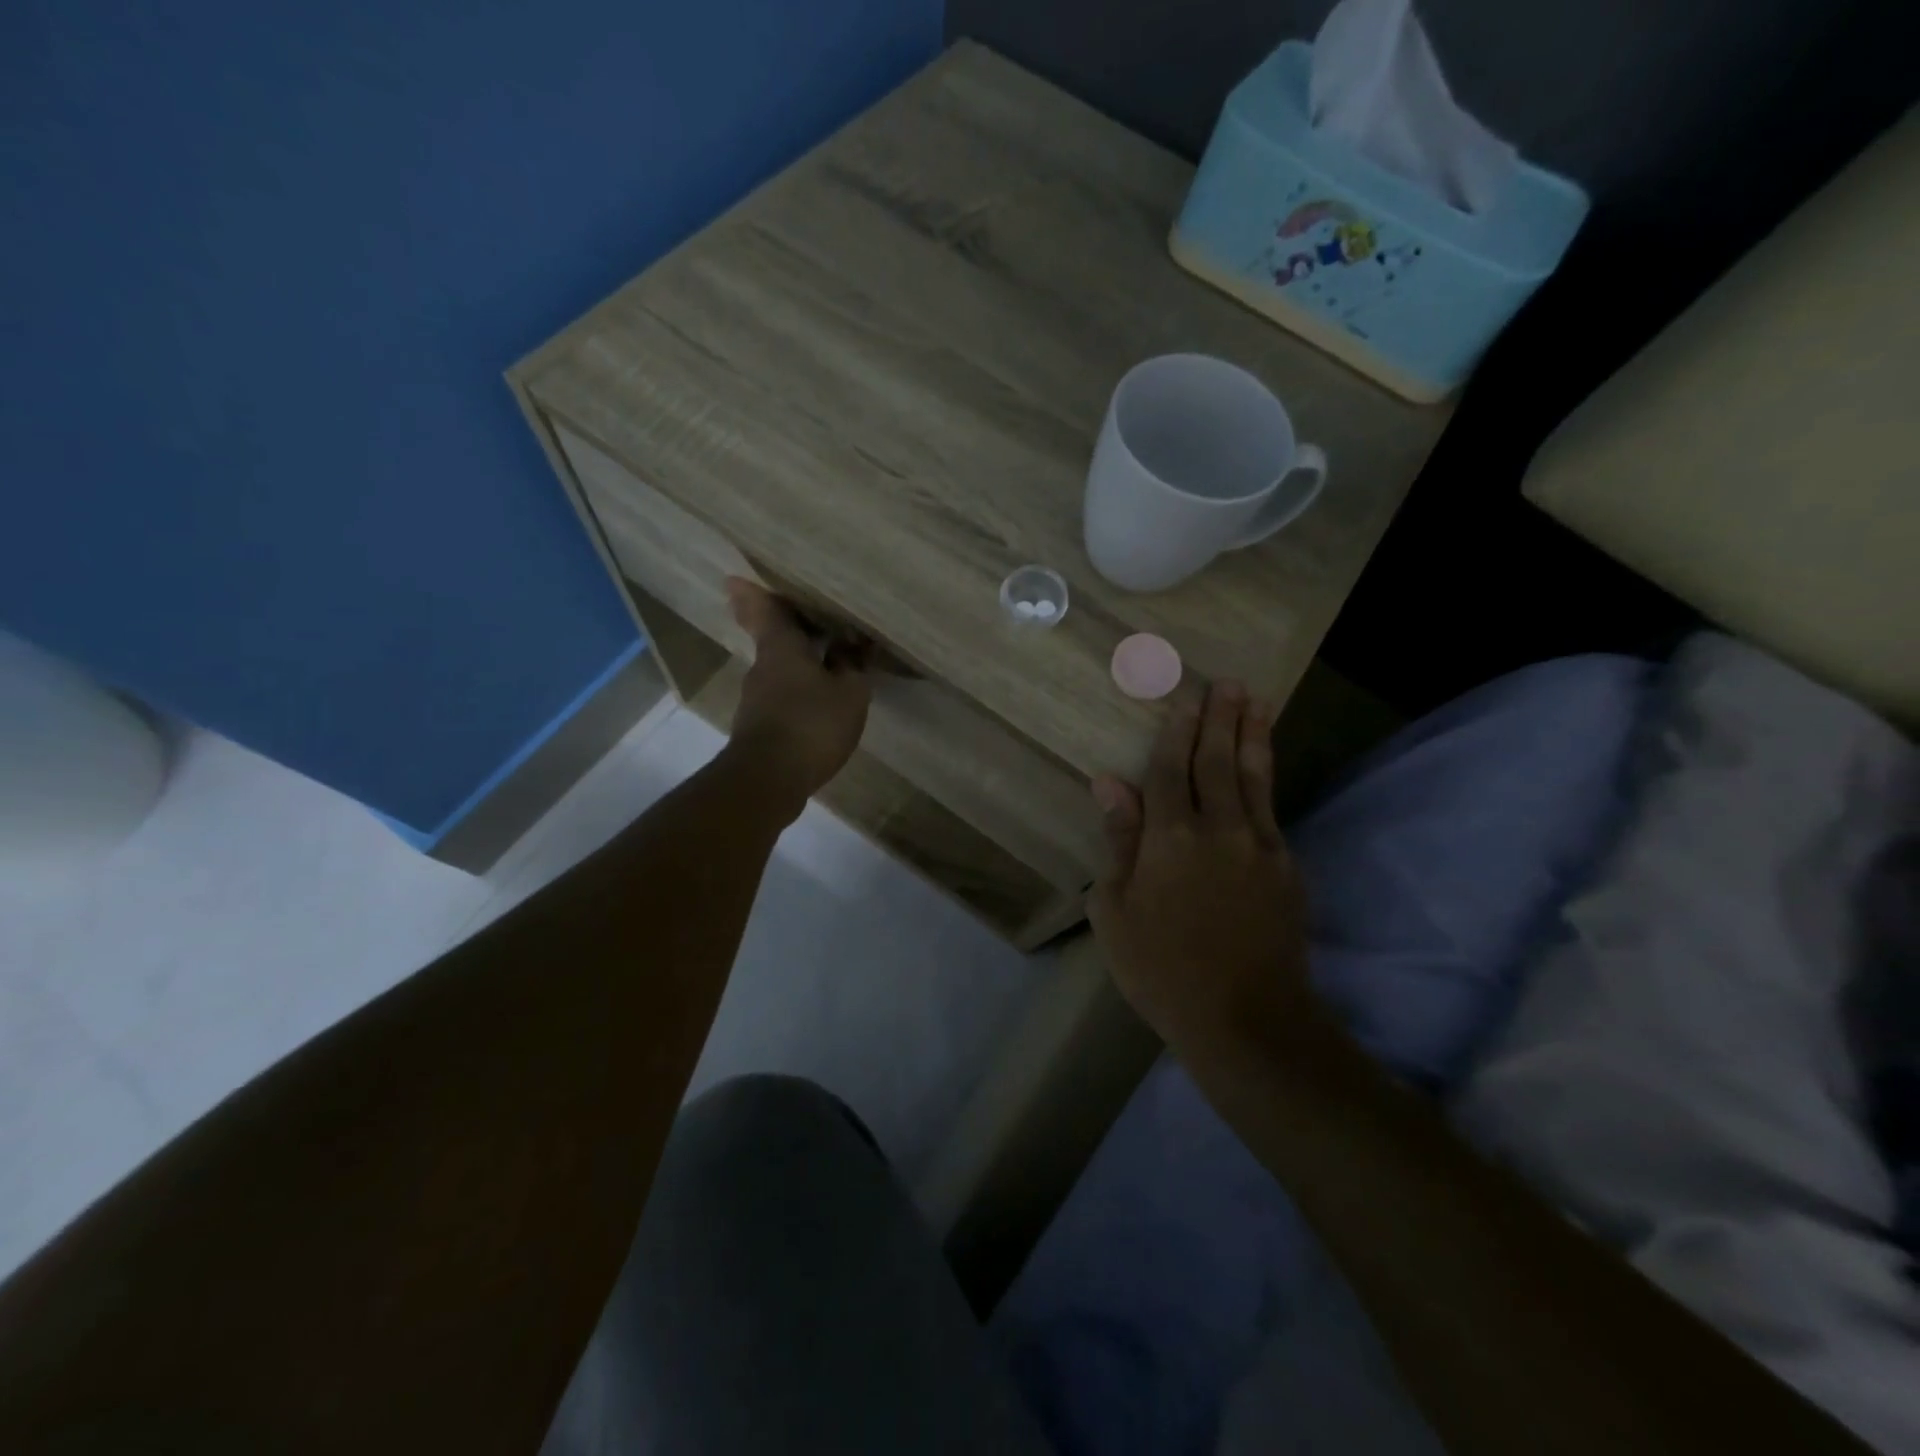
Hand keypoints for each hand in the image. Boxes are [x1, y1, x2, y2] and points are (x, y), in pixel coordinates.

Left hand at [722, 578, 871, 818]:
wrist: (769, 779)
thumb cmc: (811, 724)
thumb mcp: (849, 694)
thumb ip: (852, 668)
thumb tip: (851, 649)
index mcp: (781, 648)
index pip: (767, 611)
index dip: (755, 594)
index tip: (736, 579)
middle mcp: (763, 668)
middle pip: (773, 640)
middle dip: (786, 630)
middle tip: (804, 621)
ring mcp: (757, 700)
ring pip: (778, 671)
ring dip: (798, 666)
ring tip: (826, 666)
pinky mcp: (760, 728)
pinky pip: (782, 698)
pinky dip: (798, 693)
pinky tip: (819, 705)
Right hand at [1089, 681, 1312, 1053]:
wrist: (1245, 1018)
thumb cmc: (1160, 967)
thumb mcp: (1115, 910)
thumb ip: (1119, 840)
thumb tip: (1109, 783)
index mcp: (1169, 837)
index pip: (1171, 769)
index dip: (1176, 730)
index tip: (1185, 696)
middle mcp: (1218, 829)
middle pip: (1217, 761)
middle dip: (1220, 718)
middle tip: (1228, 682)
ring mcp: (1259, 846)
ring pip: (1253, 777)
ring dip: (1252, 735)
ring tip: (1256, 701)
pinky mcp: (1286, 867)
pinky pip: (1272, 809)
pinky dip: (1266, 779)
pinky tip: (1263, 765)